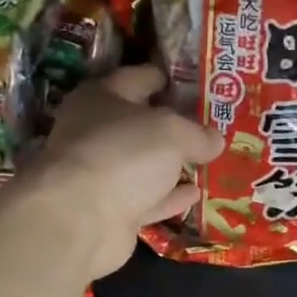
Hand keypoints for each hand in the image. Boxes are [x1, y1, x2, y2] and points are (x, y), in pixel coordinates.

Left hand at [32, 65, 223, 278]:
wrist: (81, 219)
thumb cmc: (124, 154)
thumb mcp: (173, 133)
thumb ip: (198, 134)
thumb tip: (216, 140)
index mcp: (101, 97)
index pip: (137, 78)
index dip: (166, 78)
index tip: (194, 81)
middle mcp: (95, 132)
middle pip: (140, 123)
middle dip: (173, 124)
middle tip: (209, 123)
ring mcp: (101, 174)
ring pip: (144, 164)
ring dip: (172, 163)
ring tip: (208, 159)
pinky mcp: (110, 211)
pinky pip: (148, 198)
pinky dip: (170, 196)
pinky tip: (196, 194)